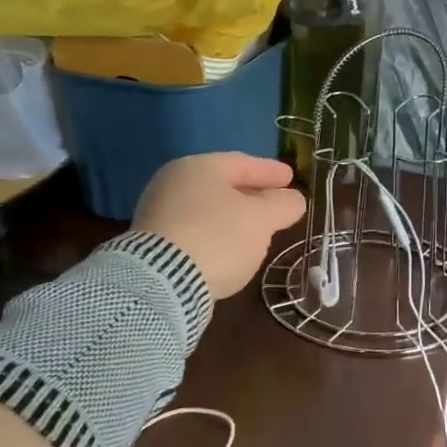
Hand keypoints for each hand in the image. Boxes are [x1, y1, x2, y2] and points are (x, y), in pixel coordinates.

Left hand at [134, 152, 307, 300]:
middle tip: (275, 202)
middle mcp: (173, 184)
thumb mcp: (261, 220)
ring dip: (234, 217)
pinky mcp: (154, 245)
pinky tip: (229, 249)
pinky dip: (216, 235)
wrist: (162, 283)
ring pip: (208, 210)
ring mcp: (159, 214)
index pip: (242, 163)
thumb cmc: (218, 238)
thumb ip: (282, 205)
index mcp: (198, 168)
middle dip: (251, 195)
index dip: (269, 171)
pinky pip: (195, 231)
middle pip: (222, 185)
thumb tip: (293, 200)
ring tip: (256, 229)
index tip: (290, 177)